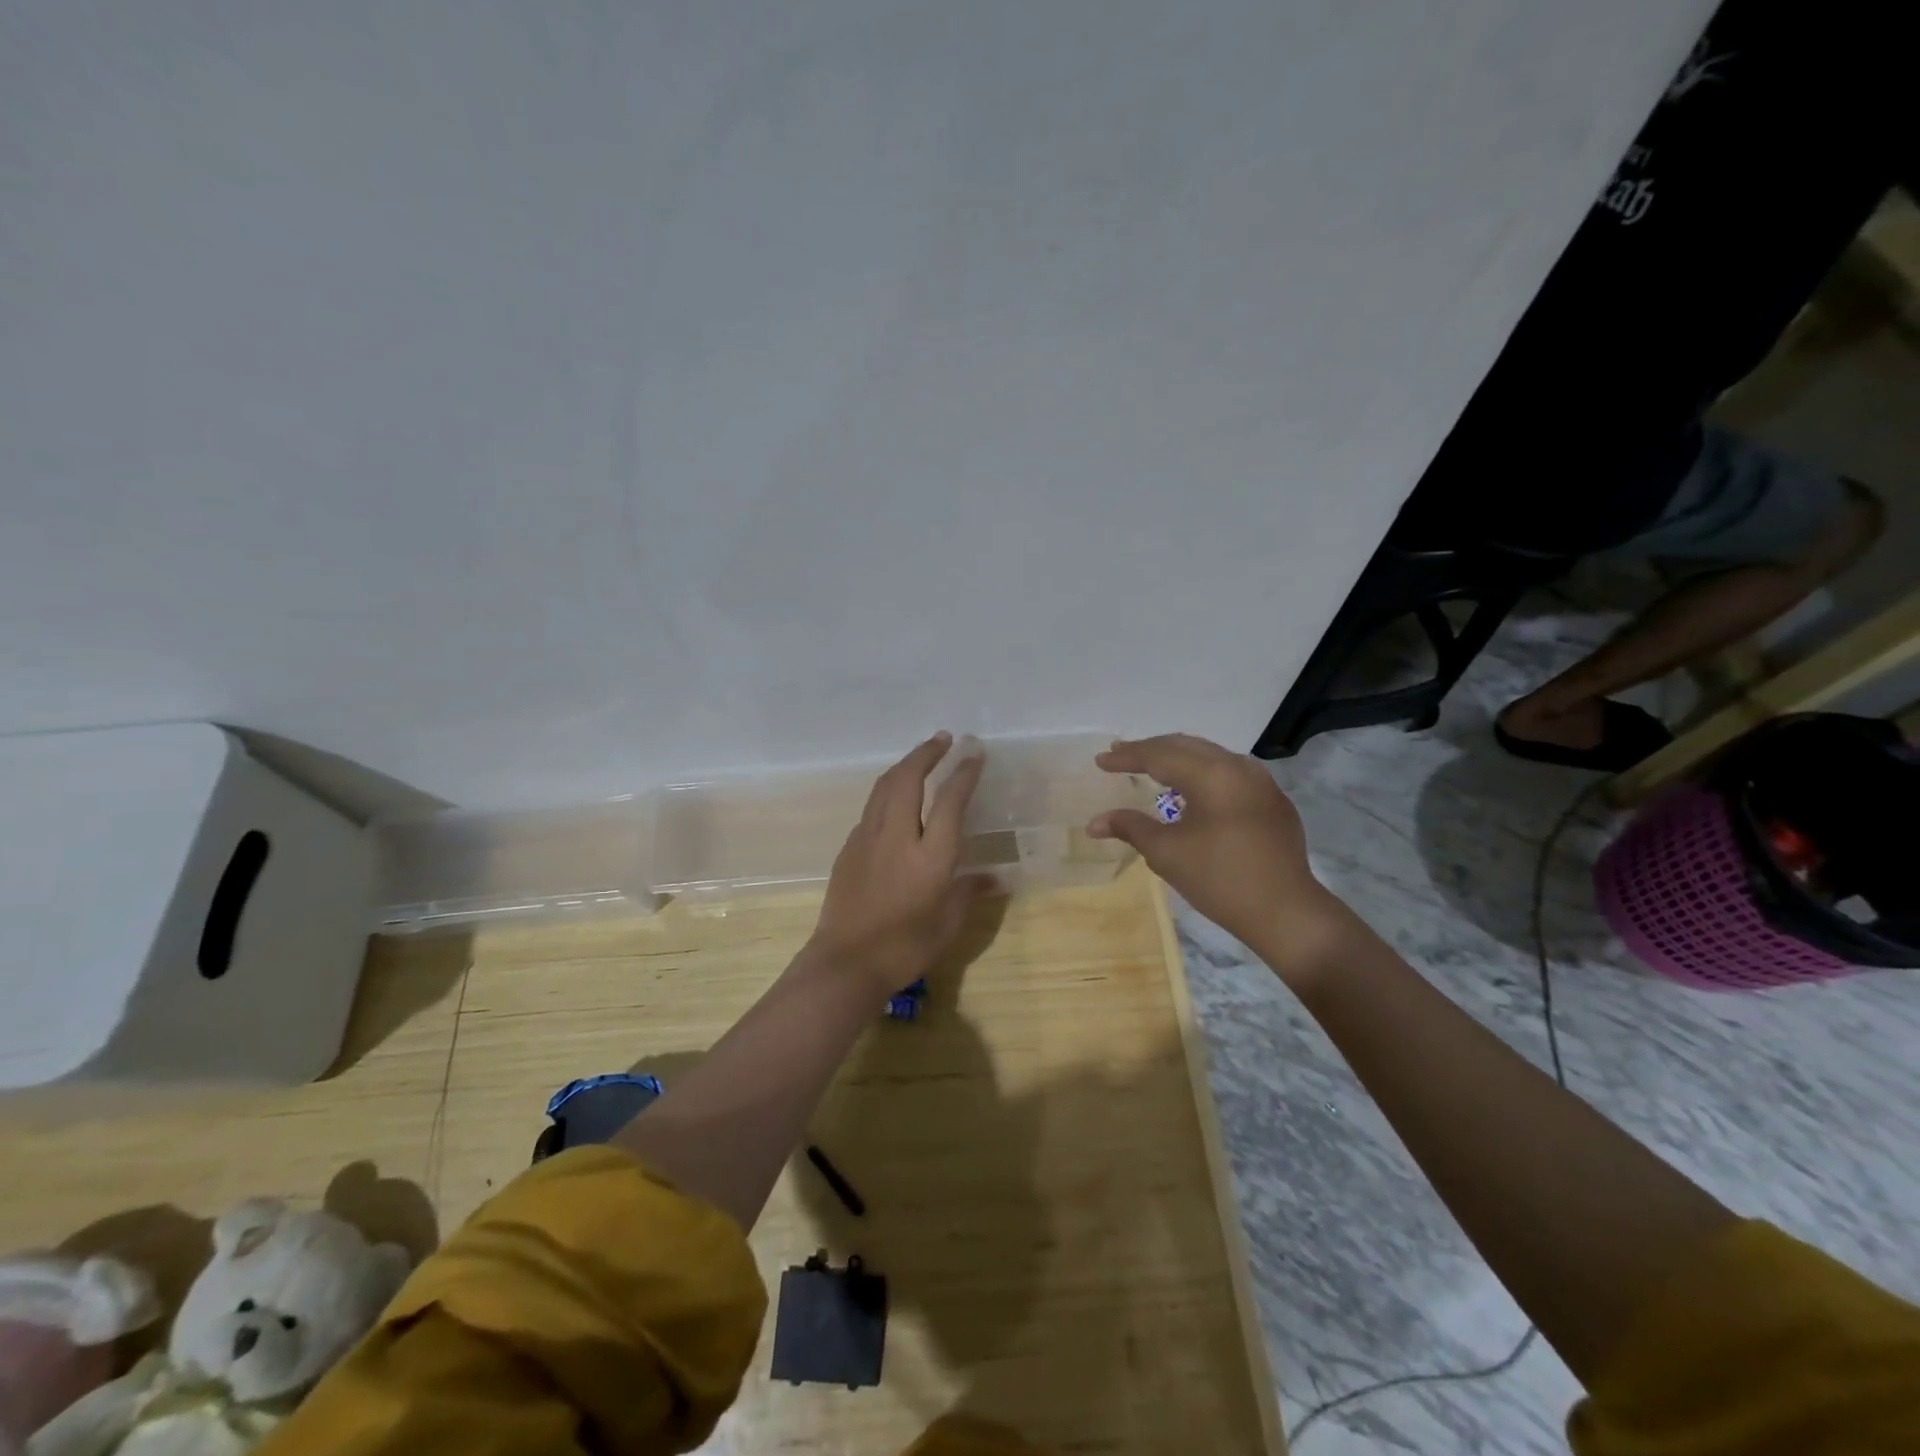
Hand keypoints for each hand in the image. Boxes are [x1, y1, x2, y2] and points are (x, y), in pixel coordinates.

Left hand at [808, 732, 985, 995]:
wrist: (845, 963)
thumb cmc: (905, 948)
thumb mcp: (948, 925)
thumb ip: (969, 893)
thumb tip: (993, 878)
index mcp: (930, 856)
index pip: (950, 801)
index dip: (964, 774)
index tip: (974, 754)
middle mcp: (897, 837)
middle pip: (909, 779)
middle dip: (927, 753)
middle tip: (944, 739)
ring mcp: (868, 839)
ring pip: (884, 787)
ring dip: (904, 766)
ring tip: (920, 757)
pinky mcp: (849, 848)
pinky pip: (871, 808)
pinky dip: (888, 792)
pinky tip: (895, 800)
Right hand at [1086, 734, 1355, 992]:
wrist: (1286, 912)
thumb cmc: (1219, 879)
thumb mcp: (1167, 853)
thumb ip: (1130, 828)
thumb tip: (1094, 823)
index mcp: (1211, 775)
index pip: (1159, 755)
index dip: (1127, 757)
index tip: (1100, 761)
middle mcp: (1238, 767)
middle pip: (1185, 746)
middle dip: (1150, 749)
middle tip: (1120, 755)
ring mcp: (1261, 782)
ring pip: (1210, 756)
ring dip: (1177, 757)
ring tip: (1152, 766)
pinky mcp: (1273, 800)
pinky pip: (1230, 772)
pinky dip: (1202, 772)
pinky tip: (1192, 788)